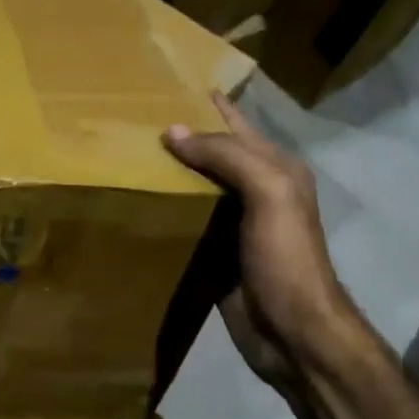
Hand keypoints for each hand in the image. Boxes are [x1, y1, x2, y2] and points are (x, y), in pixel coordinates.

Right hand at [164, 93, 358, 388]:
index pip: (238, 127)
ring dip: (169, 175)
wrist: (290, 331)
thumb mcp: (268, 195)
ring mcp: (236, 227)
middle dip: (183, 137)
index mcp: (277, 171)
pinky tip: (138, 207)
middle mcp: (257, 193)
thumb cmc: (285, 259)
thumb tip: (172, 131)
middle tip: (135, 122)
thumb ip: (227, 157)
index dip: (210, 107)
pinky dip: (165, 213)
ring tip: (128, 159)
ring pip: (198, 189)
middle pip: (215, 156)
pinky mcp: (216, 257)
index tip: (173, 87)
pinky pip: (187, 224)